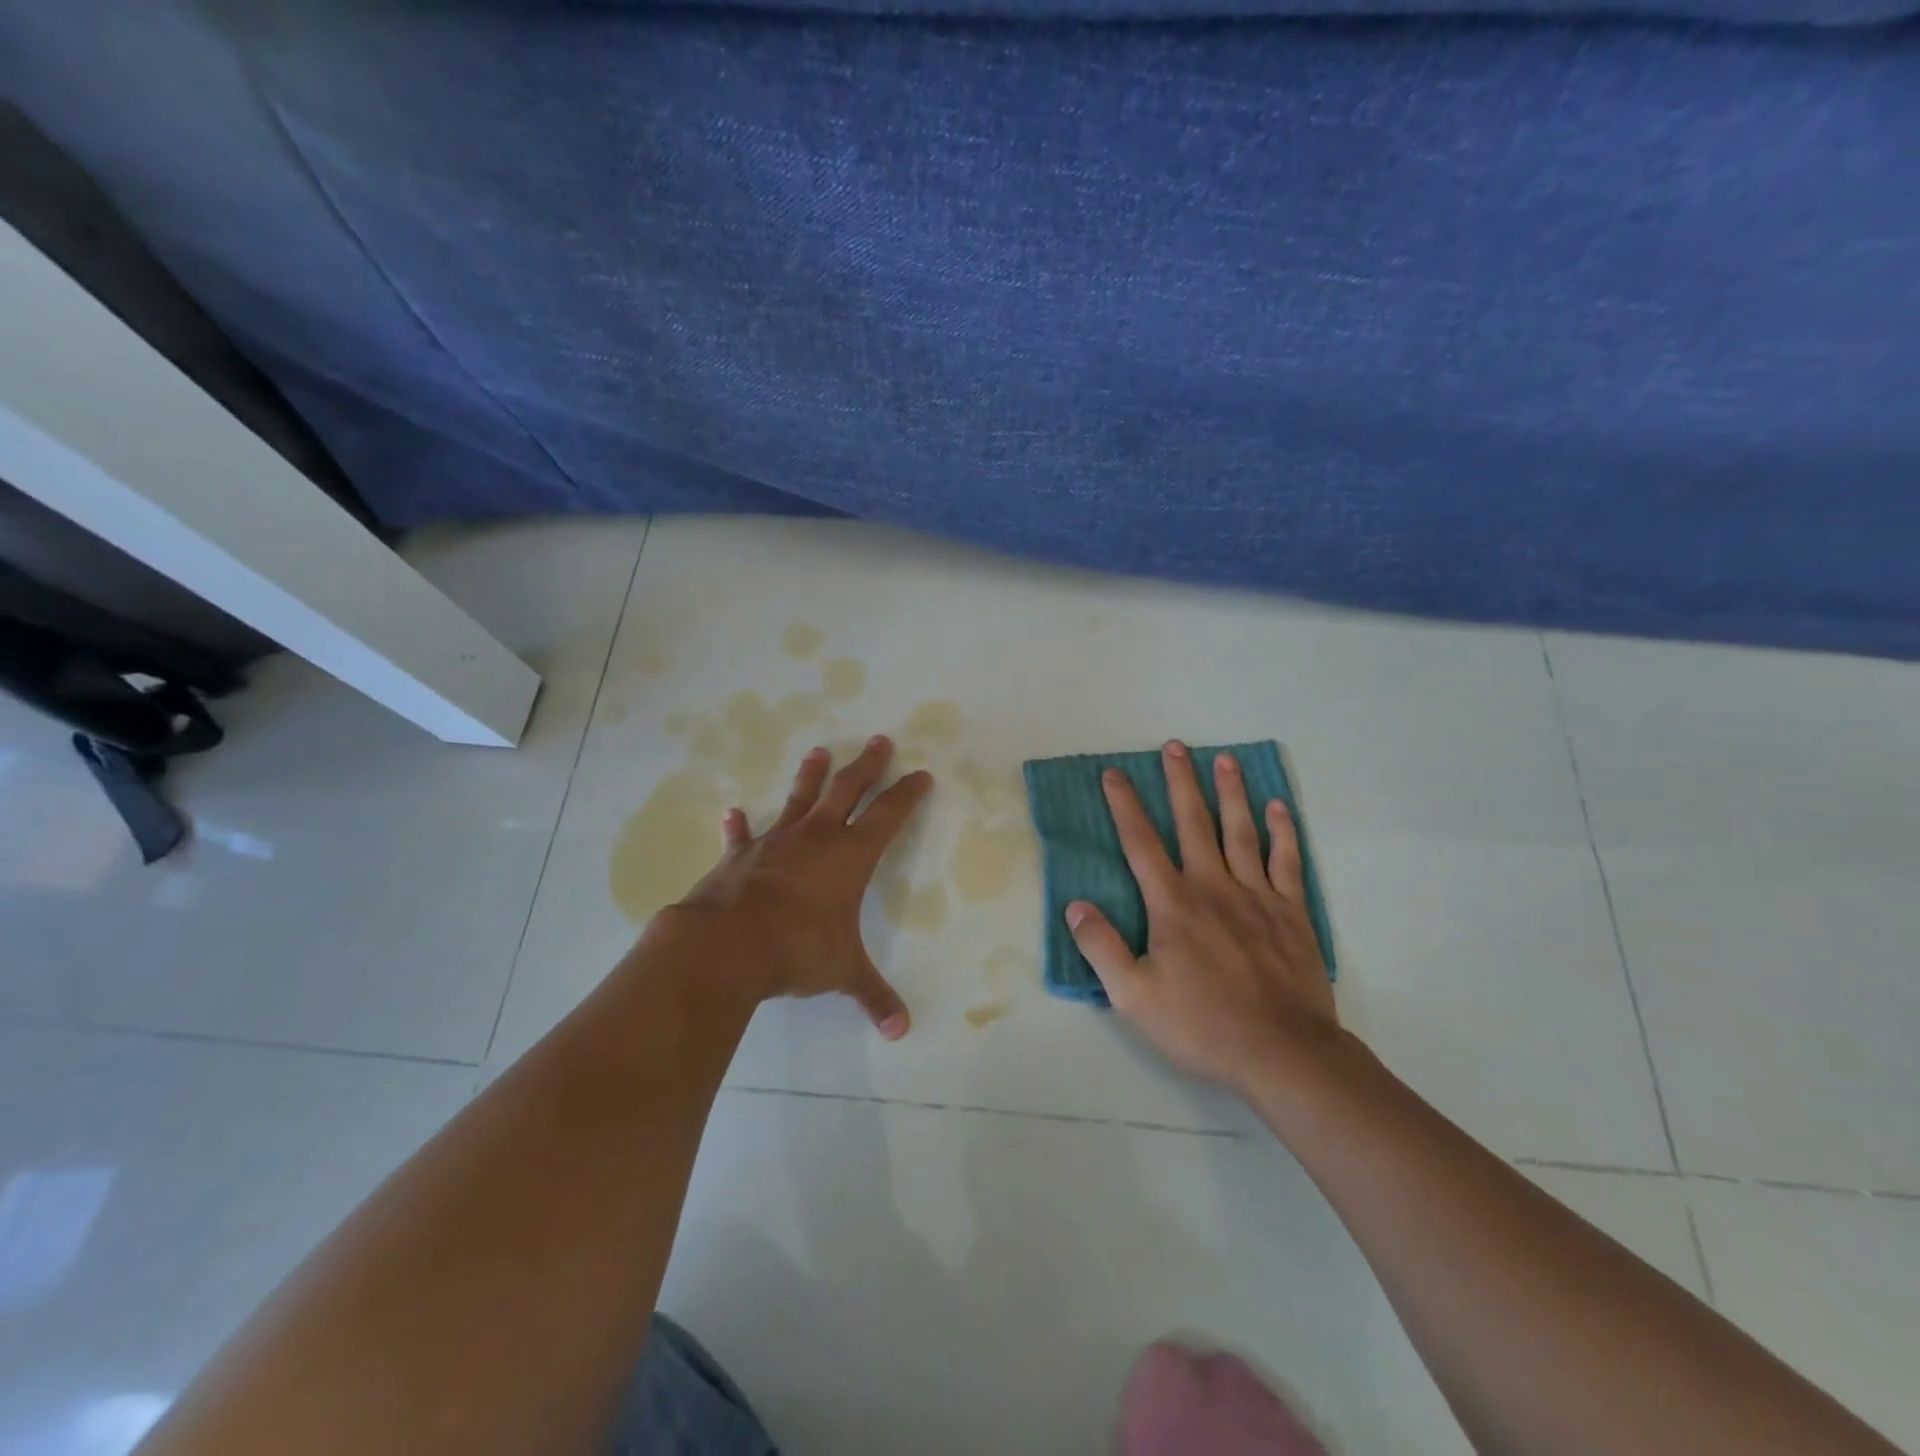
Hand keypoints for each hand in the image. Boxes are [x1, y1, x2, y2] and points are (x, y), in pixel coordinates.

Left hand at [669, 734, 931, 1038]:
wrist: (728, 945)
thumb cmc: (797, 950)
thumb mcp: (842, 972)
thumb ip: (872, 996)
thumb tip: (901, 1031)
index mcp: (850, 856)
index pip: (889, 816)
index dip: (907, 794)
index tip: (921, 774)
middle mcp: (816, 838)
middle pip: (848, 790)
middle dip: (867, 766)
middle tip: (879, 740)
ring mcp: (775, 842)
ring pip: (798, 799)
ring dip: (811, 776)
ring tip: (819, 751)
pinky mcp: (740, 856)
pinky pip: (741, 836)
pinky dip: (737, 826)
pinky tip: (731, 812)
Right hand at [1064, 740, 1338, 1093]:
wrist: (1283, 1053)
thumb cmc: (1202, 1025)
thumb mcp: (1134, 996)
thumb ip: (1102, 947)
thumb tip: (1075, 906)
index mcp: (1173, 904)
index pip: (1141, 843)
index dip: (1125, 805)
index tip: (1114, 773)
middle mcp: (1213, 886)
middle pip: (1193, 823)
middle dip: (1180, 782)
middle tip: (1175, 746)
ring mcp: (1257, 896)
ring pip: (1241, 831)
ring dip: (1231, 792)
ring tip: (1224, 758)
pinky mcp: (1292, 912)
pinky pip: (1287, 861)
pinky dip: (1282, 831)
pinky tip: (1277, 807)